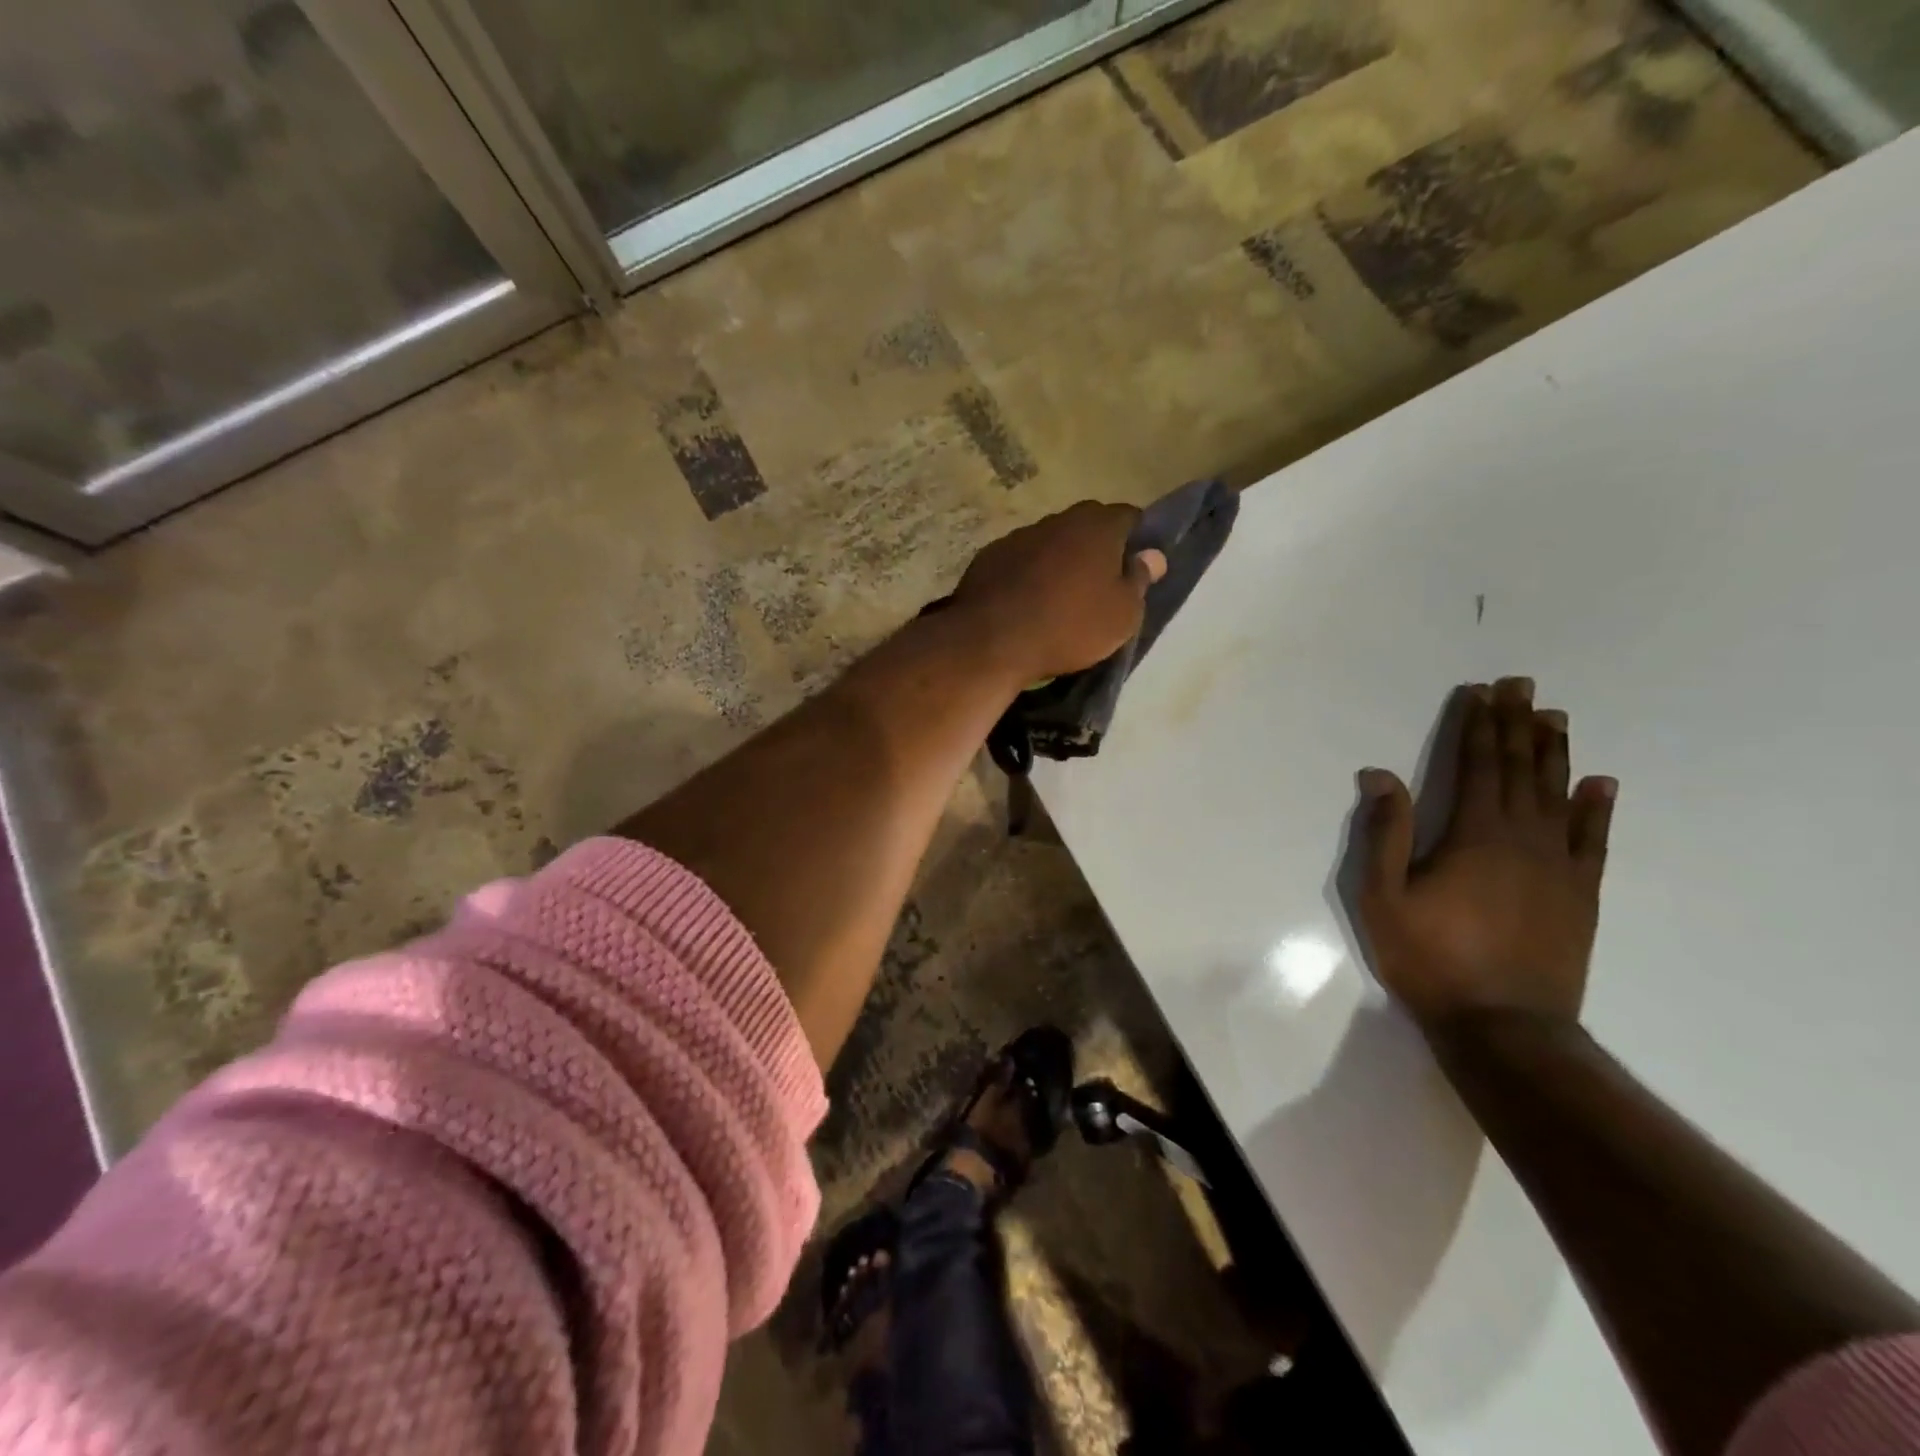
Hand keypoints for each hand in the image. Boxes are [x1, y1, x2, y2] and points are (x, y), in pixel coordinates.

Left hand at [951, 501, 1167, 682]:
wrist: (993, 641)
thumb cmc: (1071, 626)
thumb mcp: (1122, 615)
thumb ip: (1140, 580)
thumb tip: (1152, 555)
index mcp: (1097, 526)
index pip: (1129, 517)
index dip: (1137, 539)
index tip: (1137, 566)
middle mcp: (1058, 520)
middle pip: (1087, 526)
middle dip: (1097, 548)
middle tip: (1100, 583)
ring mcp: (1019, 536)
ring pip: (1050, 542)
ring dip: (1059, 561)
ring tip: (1060, 596)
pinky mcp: (988, 557)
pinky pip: (1020, 561)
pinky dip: (1027, 575)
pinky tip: (1026, 602)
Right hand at [1355, 677, 1617, 1032]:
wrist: (1504, 1027)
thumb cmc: (1430, 958)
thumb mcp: (1383, 896)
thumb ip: (1386, 832)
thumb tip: (1380, 774)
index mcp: (1474, 835)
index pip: (1477, 765)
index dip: (1478, 726)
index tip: (1482, 692)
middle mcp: (1523, 838)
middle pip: (1520, 770)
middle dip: (1518, 725)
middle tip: (1522, 686)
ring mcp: (1559, 866)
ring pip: (1559, 795)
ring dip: (1554, 753)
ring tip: (1554, 718)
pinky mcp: (1580, 895)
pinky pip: (1594, 840)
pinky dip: (1596, 808)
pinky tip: (1600, 784)